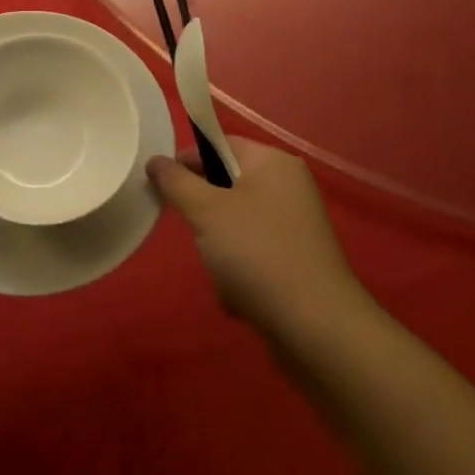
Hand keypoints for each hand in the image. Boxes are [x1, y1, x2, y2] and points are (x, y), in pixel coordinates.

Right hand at [148, 137, 361, 337]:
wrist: (319, 330)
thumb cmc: (258, 254)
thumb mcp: (206, 211)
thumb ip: (176, 182)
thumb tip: (155, 160)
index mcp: (273, 162)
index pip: (220, 144)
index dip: (187, 161)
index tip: (162, 187)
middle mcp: (288, 187)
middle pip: (226, 186)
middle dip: (205, 215)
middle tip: (196, 235)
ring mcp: (295, 227)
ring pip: (235, 225)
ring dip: (219, 251)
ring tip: (223, 275)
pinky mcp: (297, 263)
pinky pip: (253, 256)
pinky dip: (239, 274)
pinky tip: (239, 298)